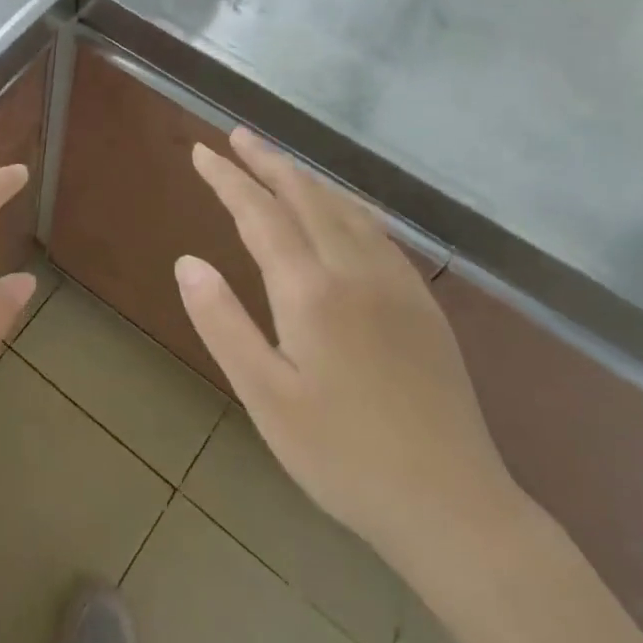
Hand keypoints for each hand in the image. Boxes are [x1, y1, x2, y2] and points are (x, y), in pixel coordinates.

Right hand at [178, 128, 519, 560]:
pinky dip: (345, 204)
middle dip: (268, 161)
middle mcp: (355, 271)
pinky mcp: (422, 303)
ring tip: (278, 162)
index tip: (202, 152)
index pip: (260, 214)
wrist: (454, 507)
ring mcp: (396, 284)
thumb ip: (222, 323)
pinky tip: (341, 210)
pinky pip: (376, 230)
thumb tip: (187, 262)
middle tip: (237, 136)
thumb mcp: (265, 398)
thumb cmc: (343, 456)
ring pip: (345, 207)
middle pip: (306, 196)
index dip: (228, 179)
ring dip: (306, 177)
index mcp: (311, 291)